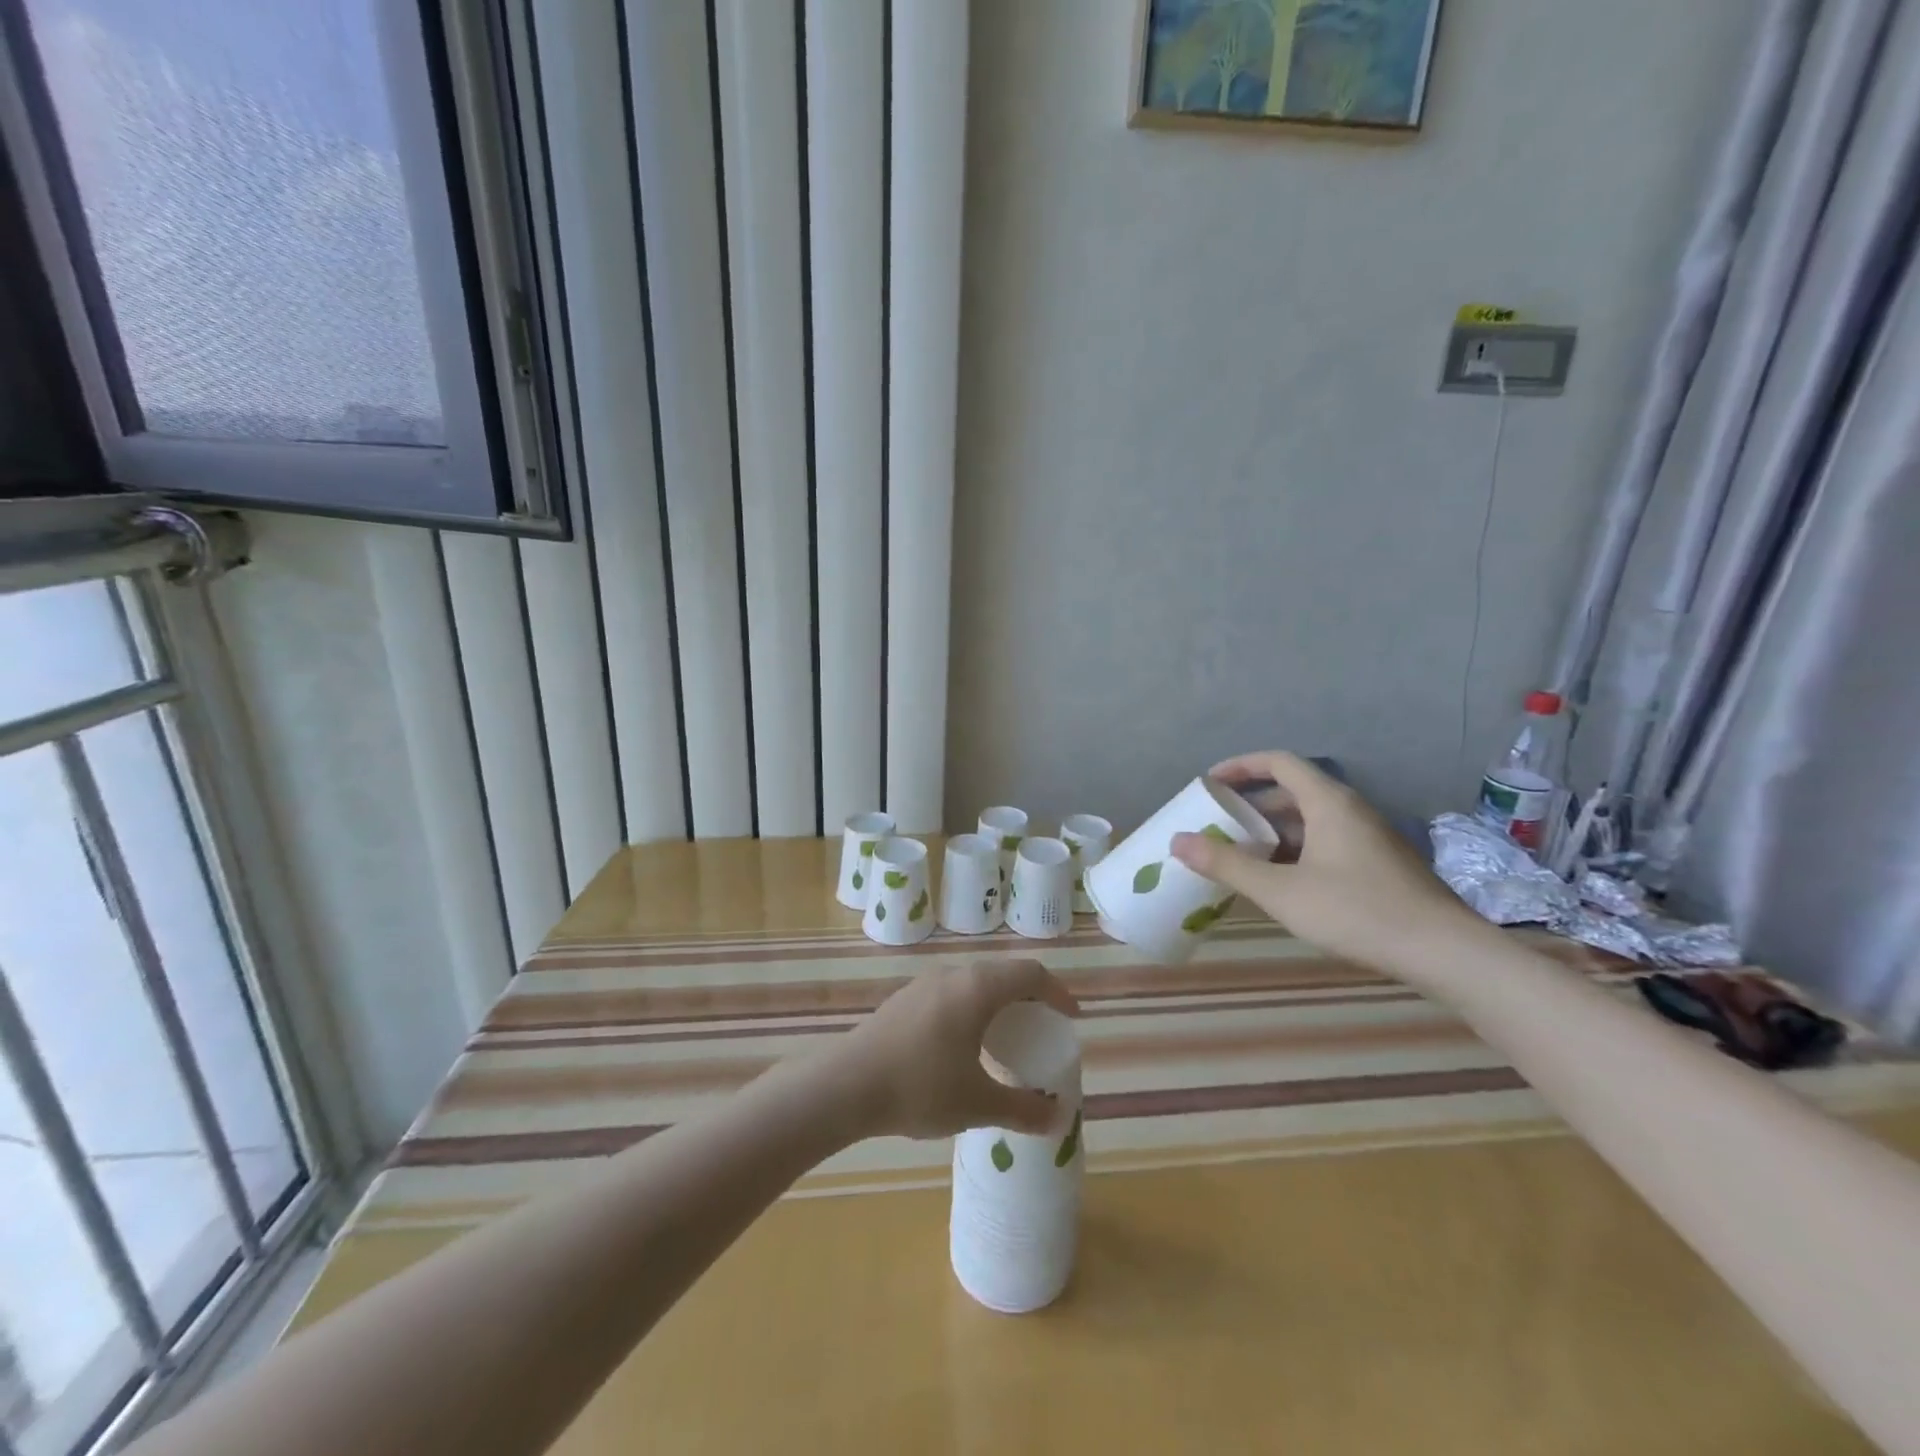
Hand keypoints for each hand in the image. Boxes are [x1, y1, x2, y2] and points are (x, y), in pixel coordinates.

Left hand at [830, 960, 1078, 1139]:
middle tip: (1041, 1028)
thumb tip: (1058, 1119)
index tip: (1071, 1018)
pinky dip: (971, 1009)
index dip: (1057, 992)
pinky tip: (962, 1045)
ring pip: (973, 983)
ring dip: (997, 1003)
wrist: (845, 1086)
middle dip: (1028, 997)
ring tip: (1004, 1038)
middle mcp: (952, 974)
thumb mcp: (978, 1104)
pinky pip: (950, 994)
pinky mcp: (903, 1000)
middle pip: (1002, 974)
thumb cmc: (920, 1087)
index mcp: (977, 988)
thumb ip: (1022, 1109)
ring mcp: (923, 984)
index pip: (1029, 974)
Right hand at [1170, 750, 1477, 974]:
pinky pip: (1326, 843)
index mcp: (1328, 803)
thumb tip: (1177, 841)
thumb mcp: (1281, 891)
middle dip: (1251, 806)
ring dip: (1272, 833)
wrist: (1444, 953)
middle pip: (1292, 792)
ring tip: (1241, 858)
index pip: (1278, 762)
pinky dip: (1295, 852)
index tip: (1210, 784)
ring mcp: (1369, 838)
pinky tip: (1282, 885)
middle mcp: (1350, 811)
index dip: (1240, 766)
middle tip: (1218, 827)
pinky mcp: (1379, 865)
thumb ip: (1227, 865)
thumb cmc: (1357, 911)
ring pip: (1310, 821)